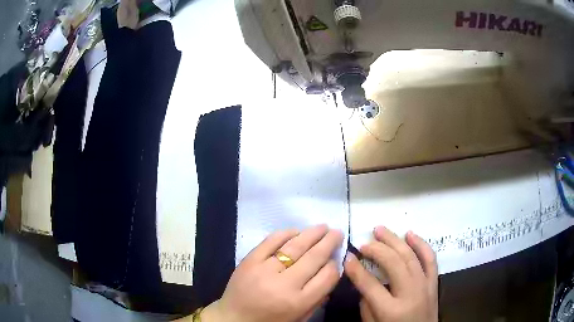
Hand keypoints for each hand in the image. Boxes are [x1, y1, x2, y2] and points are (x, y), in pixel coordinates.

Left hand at [202, 225, 342, 321]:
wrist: (234, 318)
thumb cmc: (270, 321)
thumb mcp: (299, 318)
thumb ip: (317, 299)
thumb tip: (330, 272)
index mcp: (298, 302)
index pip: (327, 276)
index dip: (335, 265)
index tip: (335, 259)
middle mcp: (284, 284)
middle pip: (314, 257)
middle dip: (329, 242)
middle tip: (337, 232)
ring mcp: (265, 269)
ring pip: (294, 246)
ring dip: (312, 234)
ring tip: (323, 227)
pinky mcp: (249, 260)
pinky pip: (270, 241)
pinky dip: (285, 233)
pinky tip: (296, 231)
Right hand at [344, 226, 437, 321]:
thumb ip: (366, 304)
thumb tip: (363, 280)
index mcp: (391, 310)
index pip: (370, 284)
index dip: (356, 269)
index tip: (347, 257)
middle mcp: (410, 294)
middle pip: (393, 264)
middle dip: (377, 249)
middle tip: (364, 241)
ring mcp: (425, 286)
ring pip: (411, 256)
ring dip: (395, 240)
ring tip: (380, 229)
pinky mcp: (434, 283)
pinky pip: (430, 259)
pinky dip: (421, 244)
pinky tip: (410, 234)